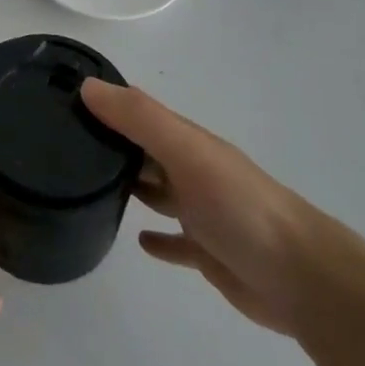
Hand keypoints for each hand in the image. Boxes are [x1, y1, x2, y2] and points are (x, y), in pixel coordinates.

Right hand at [81, 78, 331, 336]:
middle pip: (144, 149)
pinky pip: (174, 241)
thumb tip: (87, 87)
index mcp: (187, 142)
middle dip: (110, 142)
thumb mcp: (187, 153)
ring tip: (86, 186)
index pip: (138, 111)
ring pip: (157, 191)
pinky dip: (156, 238)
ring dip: (130, 184)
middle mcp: (192, 170)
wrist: (303, 279)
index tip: (61, 96)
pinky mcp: (207, 251)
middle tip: (62, 143)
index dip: (105, 101)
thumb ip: (140, 119)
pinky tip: (138, 240)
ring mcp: (201, 211)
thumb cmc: (240, 208)